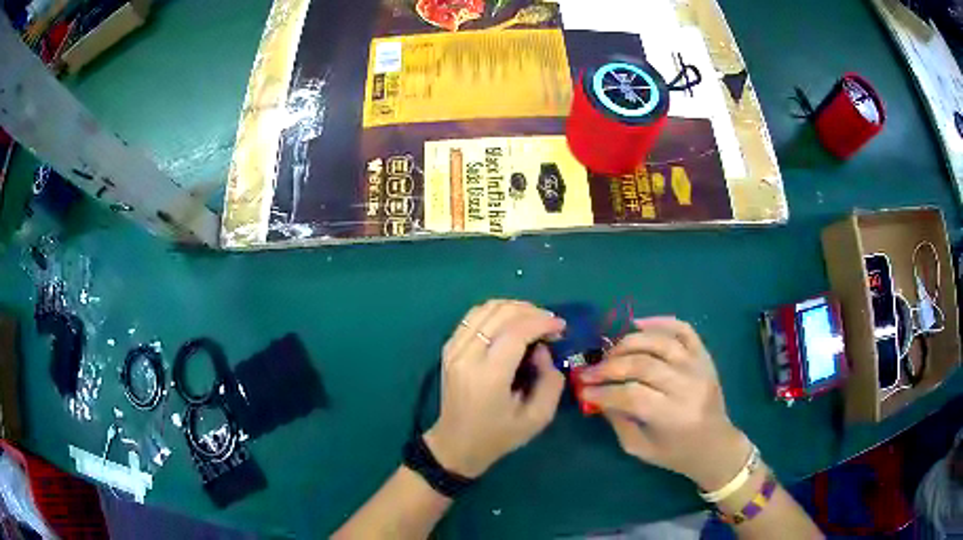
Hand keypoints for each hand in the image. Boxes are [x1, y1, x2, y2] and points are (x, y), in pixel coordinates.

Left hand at [424, 300, 566, 478]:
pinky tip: (511, 323)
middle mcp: (467, 356)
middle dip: (531, 311)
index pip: (516, 332)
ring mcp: (454, 349)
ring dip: (513, 308)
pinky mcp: (449, 348)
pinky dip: (495, 312)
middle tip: (550, 323)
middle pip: (500, 314)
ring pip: (485, 309)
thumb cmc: (498, 436)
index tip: (561, 326)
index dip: (542, 322)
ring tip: (534, 320)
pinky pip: (472, 317)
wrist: (456, 444)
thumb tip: (543, 350)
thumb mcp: (537, 418)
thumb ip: (550, 381)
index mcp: (488, 376)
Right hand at [579, 317, 751, 490]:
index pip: (631, 395)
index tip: (583, 389)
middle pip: (643, 365)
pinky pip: (684, 329)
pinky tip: (638, 324)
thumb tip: (597, 393)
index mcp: (673, 416)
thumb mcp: (639, 447)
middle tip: (590, 371)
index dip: (603, 391)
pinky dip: (660, 322)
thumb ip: (617, 420)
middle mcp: (688, 387)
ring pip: (660, 342)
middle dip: (610, 366)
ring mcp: (699, 367)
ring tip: (610, 352)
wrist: (715, 445)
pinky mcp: (704, 356)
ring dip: (629, 343)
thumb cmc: (675, 453)